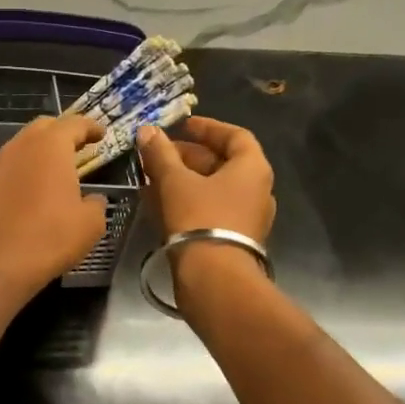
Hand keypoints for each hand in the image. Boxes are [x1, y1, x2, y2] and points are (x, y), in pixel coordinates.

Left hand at [0, 115, 108, 305]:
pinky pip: (14, 167)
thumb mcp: (90, 223)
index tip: (101, 134)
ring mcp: (1, 166)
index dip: (90, 127)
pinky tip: (39, 188)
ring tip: (60, 165)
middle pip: (44, 126)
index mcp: (51, 146)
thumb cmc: (50, 237)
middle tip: (80, 144)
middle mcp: (22, 147)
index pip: (74, 124)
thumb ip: (95, 204)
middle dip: (63, 131)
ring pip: (25, 145)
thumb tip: (93, 200)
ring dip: (43, 149)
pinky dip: (29, 169)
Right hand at [137, 117, 275, 304]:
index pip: (235, 136)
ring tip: (153, 178)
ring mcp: (248, 217)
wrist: (214, 278)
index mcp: (252, 169)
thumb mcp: (174, 181)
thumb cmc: (199, 218)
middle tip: (159, 154)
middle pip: (222, 163)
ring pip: (214, 188)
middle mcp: (257, 190)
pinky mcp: (234, 239)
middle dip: (188, 156)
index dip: (207, 128)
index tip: (182, 125)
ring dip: (185, 180)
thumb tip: (147, 131)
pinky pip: (211, 210)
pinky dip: (188, 201)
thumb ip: (160, 154)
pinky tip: (160, 204)